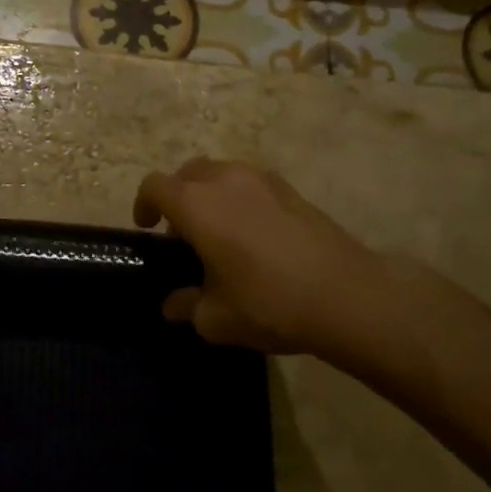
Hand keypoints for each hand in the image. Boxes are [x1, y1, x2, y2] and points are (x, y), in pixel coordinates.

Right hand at [133, 159, 396, 364]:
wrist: (347, 296)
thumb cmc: (269, 303)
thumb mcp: (216, 318)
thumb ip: (187, 306)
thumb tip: (173, 305)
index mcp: (196, 204)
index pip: (154, 186)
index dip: (143, 204)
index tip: (148, 229)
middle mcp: (225, 180)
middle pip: (187, 173)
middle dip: (178, 196)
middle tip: (184, 233)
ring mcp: (262, 180)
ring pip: (222, 173)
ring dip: (211, 194)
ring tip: (222, 231)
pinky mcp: (292, 190)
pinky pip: (252, 184)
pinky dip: (242, 199)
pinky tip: (257, 235)